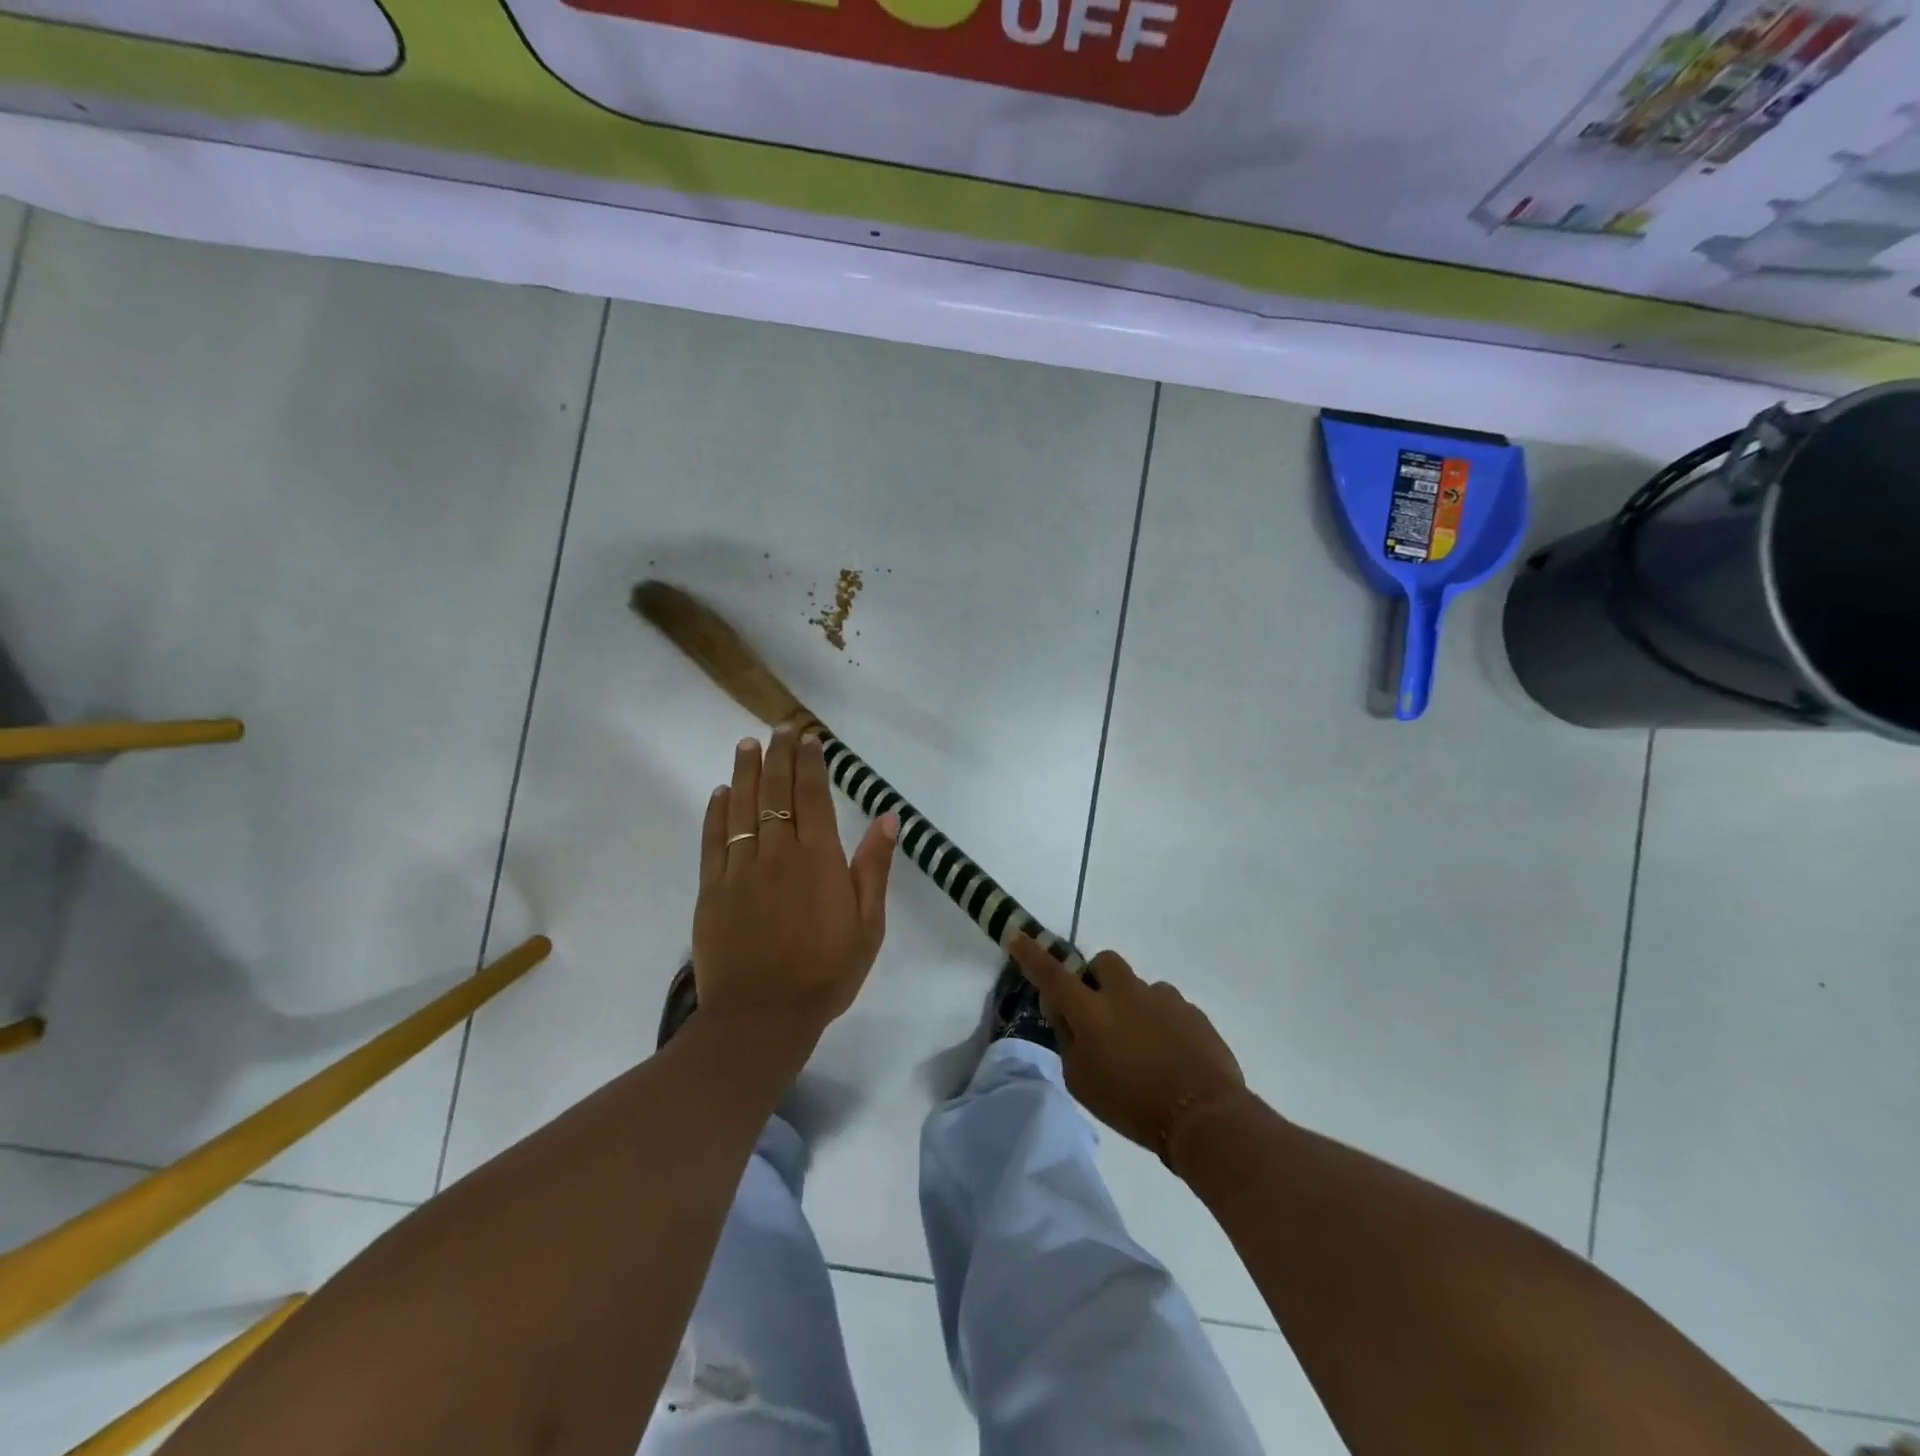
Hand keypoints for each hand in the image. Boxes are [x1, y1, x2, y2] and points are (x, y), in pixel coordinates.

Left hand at [692, 722, 897, 1041]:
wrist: (763, 1016)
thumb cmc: (826, 971)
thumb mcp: (868, 924)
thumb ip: (874, 867)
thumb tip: (888, 817)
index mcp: (819, 858)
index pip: (813, 796)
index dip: (810, 763)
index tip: (808, 738)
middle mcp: (778, 852)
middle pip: (776, 792)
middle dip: (778, 756)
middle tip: (778, 728)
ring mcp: (741, 869)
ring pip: (742, 808)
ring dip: (745, 773)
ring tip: (747, 745)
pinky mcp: (713, 889)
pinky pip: (714, 841)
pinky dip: (717, 813)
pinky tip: (720, 794)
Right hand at [1009, 936, 1247, 1170]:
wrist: (1205, 1115)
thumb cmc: (1132, 1105)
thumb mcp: (1082, 1081)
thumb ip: (1068, 1039)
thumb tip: (1063, 1011)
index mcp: (1092, 1012)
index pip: (1052, 974)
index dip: (1031, 954)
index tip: (1016, 934)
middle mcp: (1126, 994)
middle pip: (1104, 963)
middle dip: (1096, 979)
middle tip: (1099, 1013)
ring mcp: (1163, 998)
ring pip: (1138, 987)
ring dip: (1132, 1006)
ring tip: (1142, 1047)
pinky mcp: (1192, 1011)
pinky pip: (1166, 1006)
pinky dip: (1160, 1023)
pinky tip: (1169, 1056)